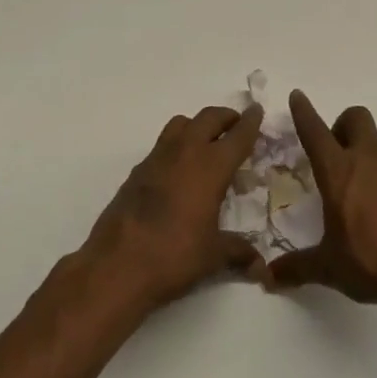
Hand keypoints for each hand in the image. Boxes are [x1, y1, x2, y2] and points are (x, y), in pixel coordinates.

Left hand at [82, 104, 265, 312]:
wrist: (116, 265)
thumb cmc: (173, 256)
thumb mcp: (213, 256)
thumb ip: (238, 252)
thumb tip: (259, 266)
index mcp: (210, 167)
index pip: (237, 136)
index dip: (250, 122)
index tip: (257, 110)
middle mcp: (184, 153)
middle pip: (208, 118)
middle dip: (225, 118)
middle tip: (236, 127)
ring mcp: (156, 159)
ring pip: (181, 124)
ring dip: (197, 126)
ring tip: (207, 145)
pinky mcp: (136, 172)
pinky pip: (162, 145)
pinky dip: (176, 147)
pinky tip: (179, 173)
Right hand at [267, 91, 376, 305]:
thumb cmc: (370, 262)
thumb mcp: (328, 267)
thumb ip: (297, 267)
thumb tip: (268, 277)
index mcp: (339, 172)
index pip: (316, 132)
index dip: (304, 112)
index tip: (298, 96)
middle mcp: (368, 162)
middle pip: (356, 118)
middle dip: (341, 125)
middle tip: (334, 156)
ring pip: (376, 146)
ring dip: (363, 157)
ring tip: (357, 197)